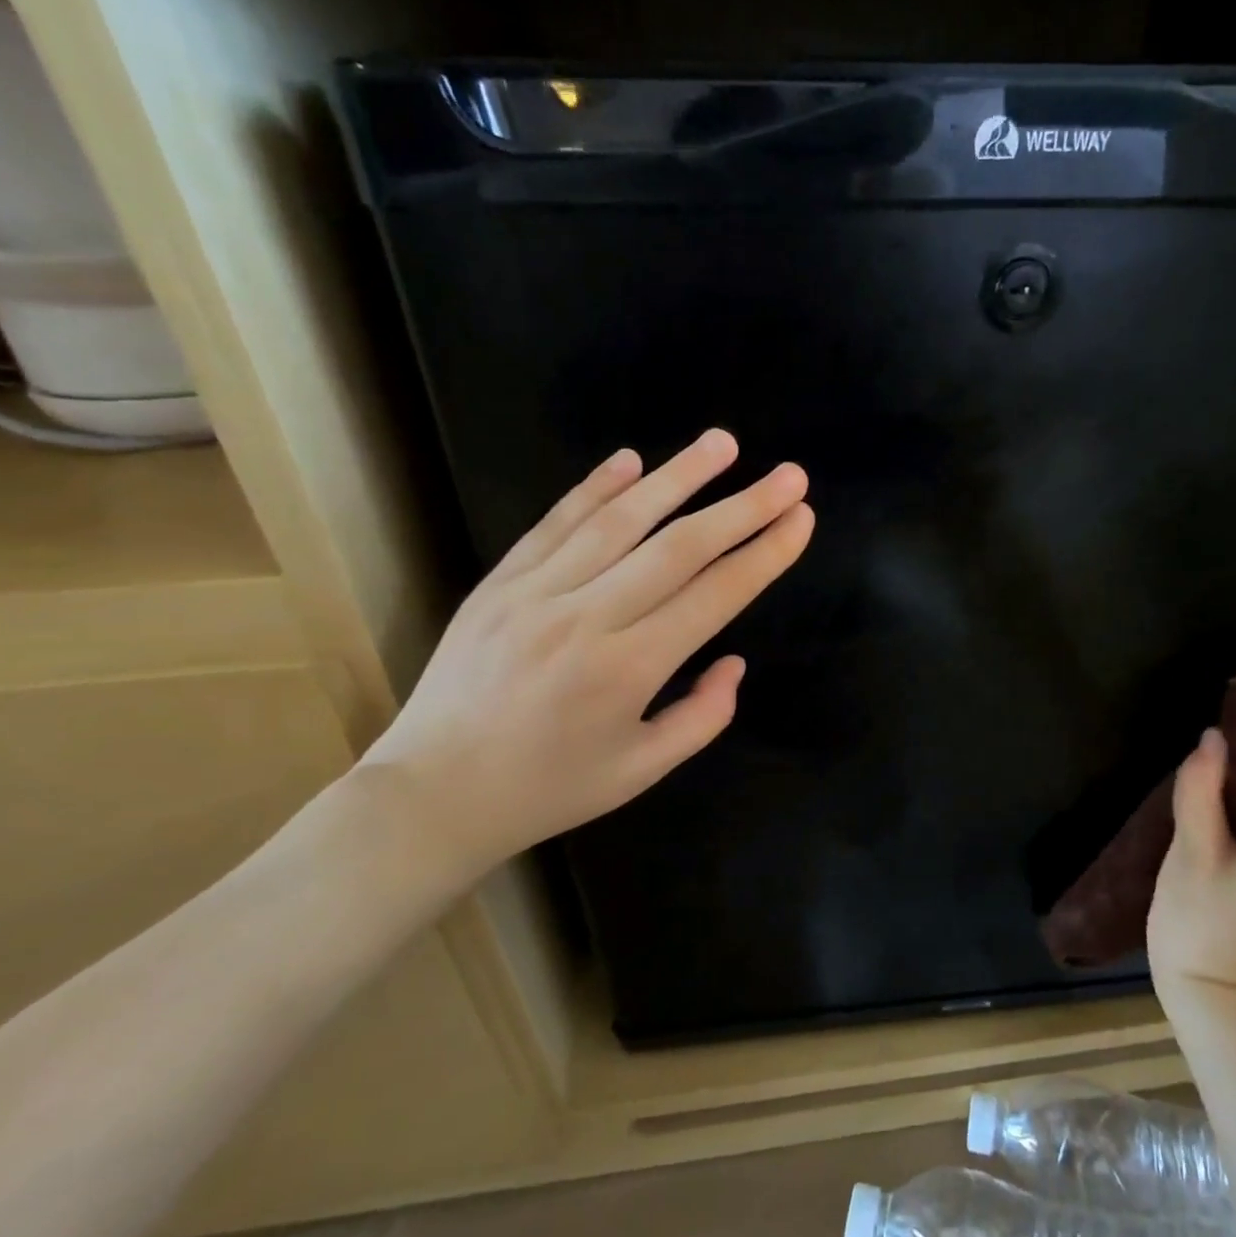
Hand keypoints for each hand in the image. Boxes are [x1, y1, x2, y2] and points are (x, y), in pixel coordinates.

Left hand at [359, 428, 813, 872]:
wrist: (434, 793)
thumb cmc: (549, 789)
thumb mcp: (641, 770)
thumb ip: (702, 717)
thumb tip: (734, 661)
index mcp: (628, 671)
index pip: (714, 596)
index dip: (764, 554)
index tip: (801, 519)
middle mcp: (586, 619)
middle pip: (678, 548)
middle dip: (742, 507)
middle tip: (788, 475)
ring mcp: (535, 593)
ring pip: (618, 521)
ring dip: (677, 476)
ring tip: (723, 443)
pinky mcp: (499, 583)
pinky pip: (555, 524)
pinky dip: (595, 488)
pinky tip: (630, 459)